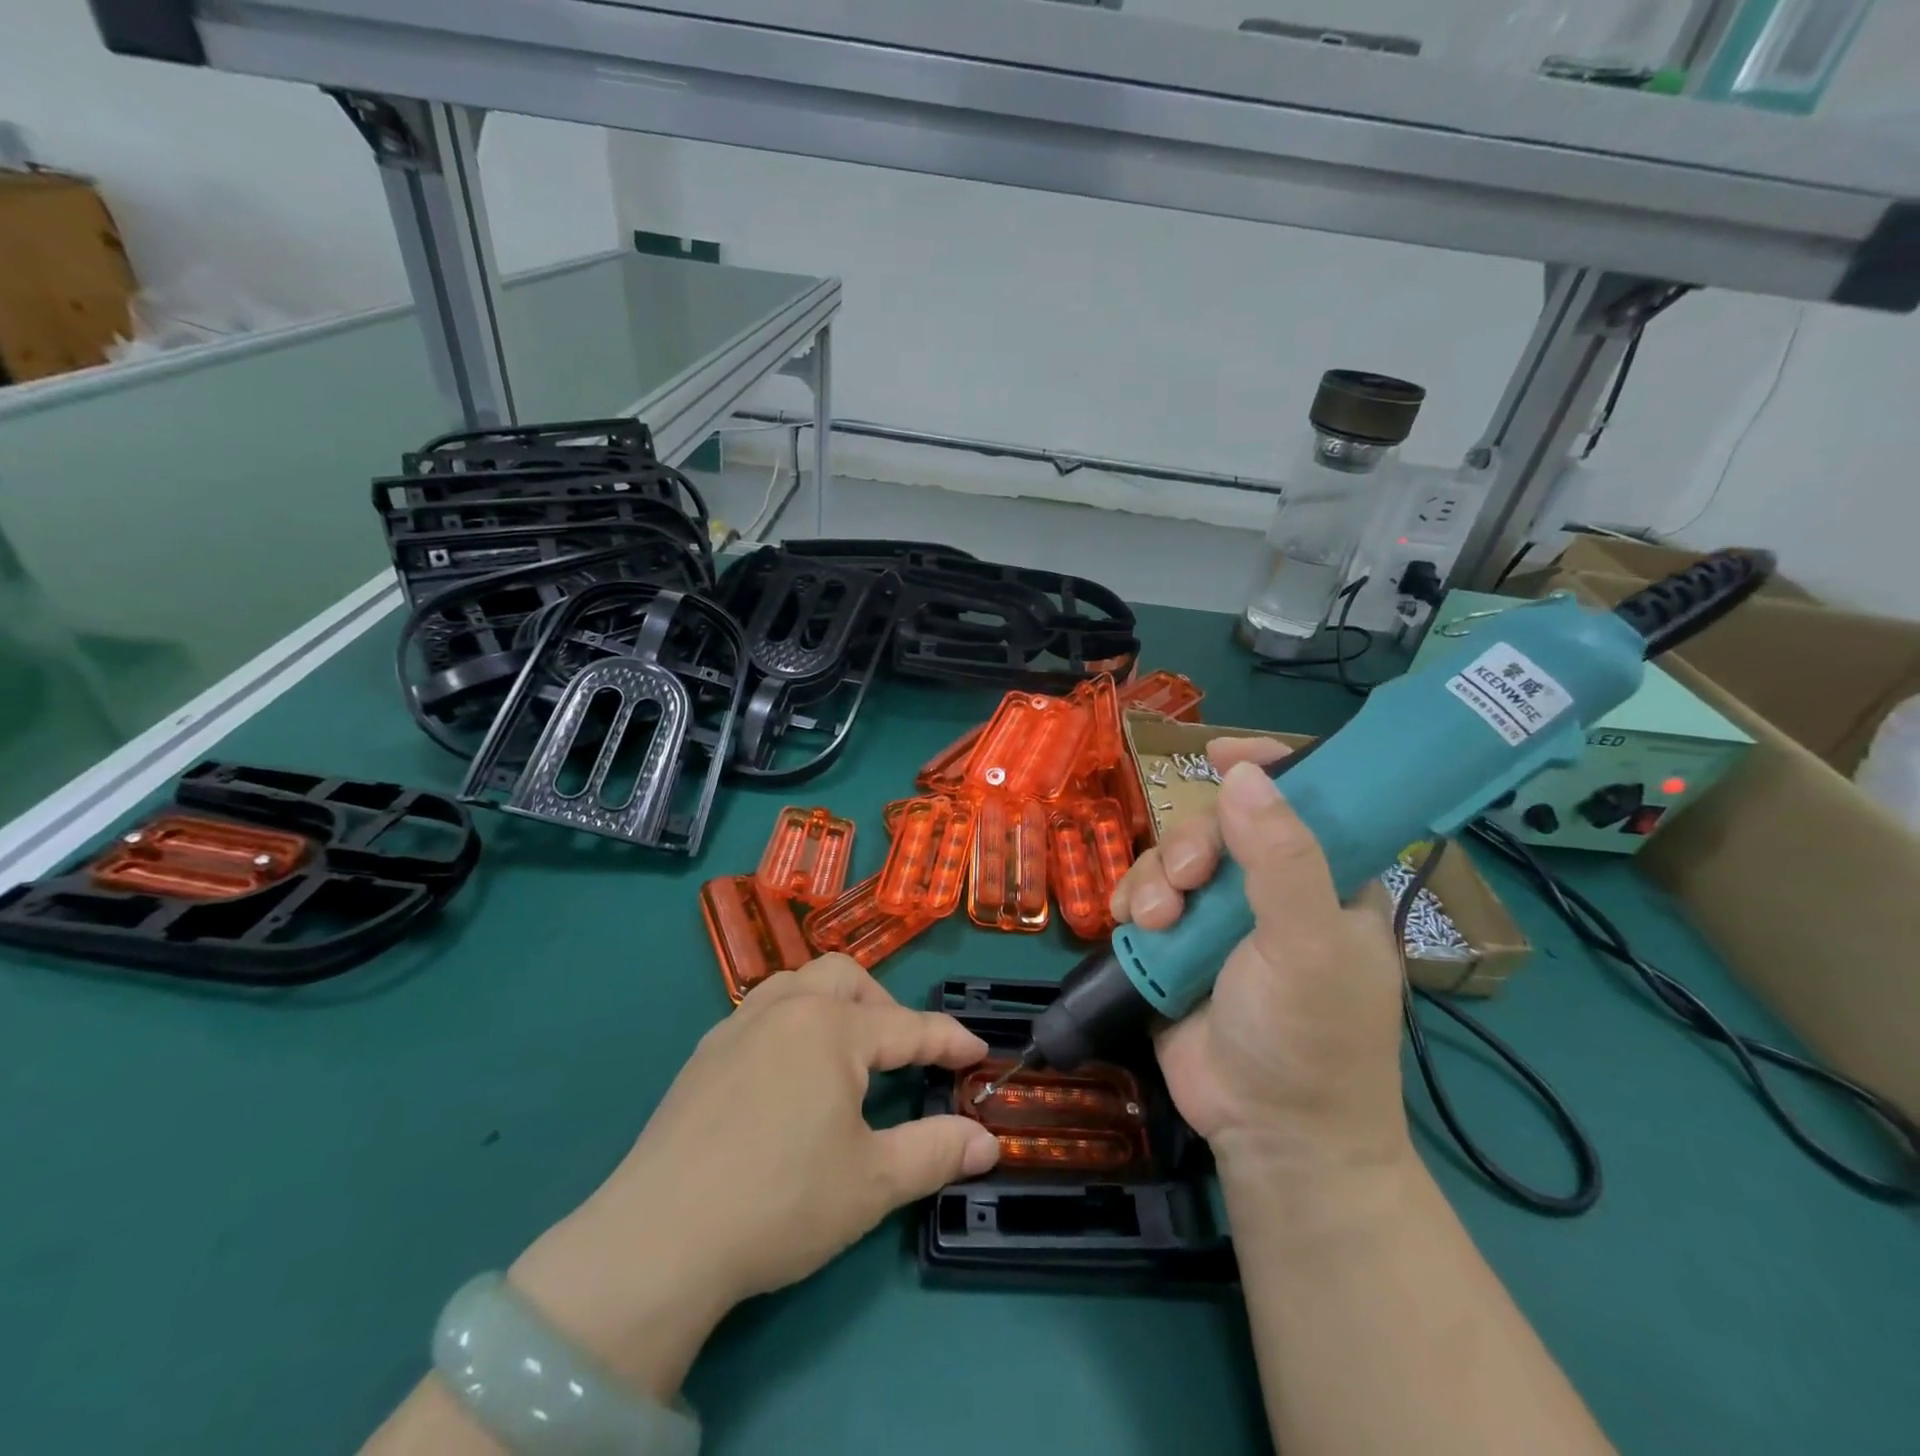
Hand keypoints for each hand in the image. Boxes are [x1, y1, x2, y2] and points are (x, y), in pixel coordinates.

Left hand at [508, 956, 999, 1399]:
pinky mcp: (703, 1054)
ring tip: (846, 1047)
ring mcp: (737, 1026)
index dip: (949, 1040)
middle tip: (901, 1051)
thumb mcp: (873, 1182)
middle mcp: (786, 1009)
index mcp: (832, 1028)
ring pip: (797, 983)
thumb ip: (936, 1152)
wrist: (659, 1238)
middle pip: (846, 978)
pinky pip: (760, 1010)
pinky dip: (791, 1020)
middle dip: (884, 1005)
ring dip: (833, 1002)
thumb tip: (987, 1141)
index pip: (908, 1027)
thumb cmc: (780, 1201)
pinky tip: (788, 1070)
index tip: (978, 1052)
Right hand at [1111, 739, 1410, 1179]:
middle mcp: (1269, 888)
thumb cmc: (1311, 1039)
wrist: (1269, 1135)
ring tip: (1155, 921)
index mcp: (1325, 878)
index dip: (1266, 768)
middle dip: (1190, 844)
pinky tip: (1128, 924)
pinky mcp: (1175, 944)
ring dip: (1153, 878)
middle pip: (1218, 824)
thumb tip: (1242, 773)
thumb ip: (1281, 860)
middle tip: (1186, 884)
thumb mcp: (1308, 946)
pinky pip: (1141, 894)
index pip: (1303, 799)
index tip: (1221, 754)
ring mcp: (1218, 917)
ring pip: (1171, 856)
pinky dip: (1129, 900)